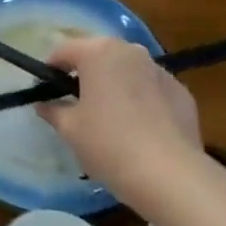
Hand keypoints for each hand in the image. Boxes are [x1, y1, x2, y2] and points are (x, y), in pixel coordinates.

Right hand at [37, 37, 201, 197]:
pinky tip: (137, 127)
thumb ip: (53, 110)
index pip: (64, 50)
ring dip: (114, 83)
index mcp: (99, 53)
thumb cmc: (108, 144)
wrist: (169, 174)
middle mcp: (131, 52)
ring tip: (107, 114)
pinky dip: (140, 99)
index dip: (50, 68)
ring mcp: (161, 71)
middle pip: (99, 54)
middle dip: (84, 72)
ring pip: (128, 70)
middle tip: (73, 100)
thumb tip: (44, 104)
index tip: (44, 90)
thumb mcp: (69, 129)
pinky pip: (151, 88)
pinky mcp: (182, 92)